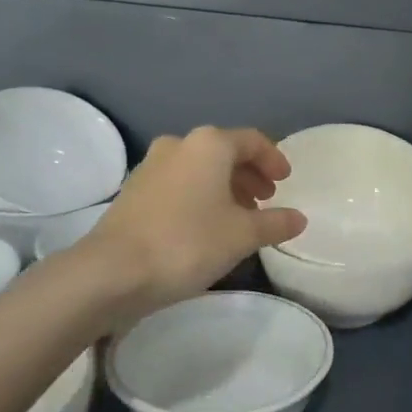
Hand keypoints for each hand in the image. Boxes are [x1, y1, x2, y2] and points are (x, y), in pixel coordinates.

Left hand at [75, 126, 306, 320]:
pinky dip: (200, 196)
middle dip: (249, 174)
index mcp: (209, 144)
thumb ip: (275, 223)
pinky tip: (206, 225)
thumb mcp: (242, 235)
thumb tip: (299, 218)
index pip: (252, 140)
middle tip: (266, 200)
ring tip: (239, 216)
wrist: (111, 271)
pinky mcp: (133, 191)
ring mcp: (151, 166)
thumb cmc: (187, 242)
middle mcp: (179, 145)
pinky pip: (179, 183)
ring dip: (224, 186)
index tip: (286, 182)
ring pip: (199, 168)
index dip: (273, 159)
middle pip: (224, 152)